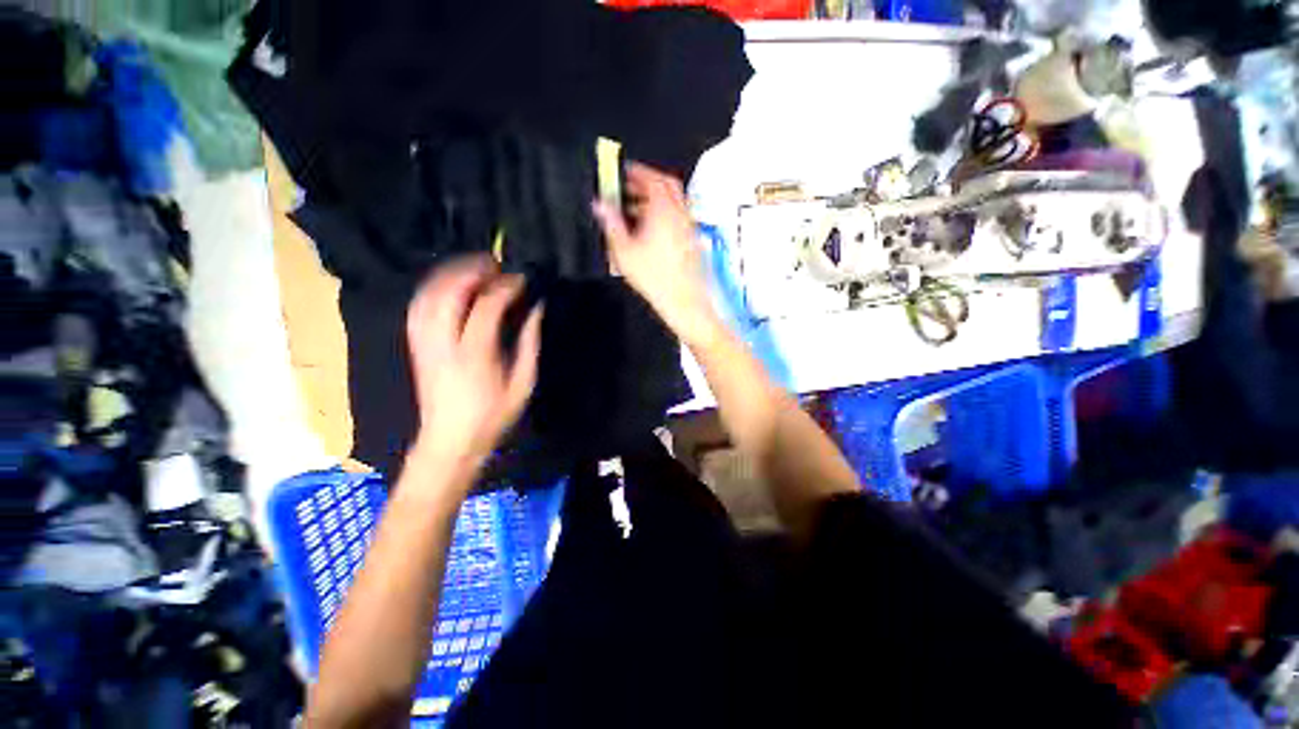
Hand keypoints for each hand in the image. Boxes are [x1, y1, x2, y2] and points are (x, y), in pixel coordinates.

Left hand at [406, 255, 542, 471]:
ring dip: (450, 274)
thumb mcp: (522, 383)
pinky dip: (433, 288)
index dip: (505, 287)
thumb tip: (536, 309)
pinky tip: (449, 284)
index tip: (522, 279)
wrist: (449, 441)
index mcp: (474, 355)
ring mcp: (424, 343)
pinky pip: (418, 307)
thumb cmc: (493, 415)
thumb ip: (529, 343)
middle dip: (472, 270)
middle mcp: (443, 343)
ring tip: (474, 267)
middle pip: (449, 292)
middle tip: (496, 264)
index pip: (486, 307)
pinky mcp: (415, 346)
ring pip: (429, 295)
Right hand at [593, 163, 724, 348]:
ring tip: (634, 210)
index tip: (624, 171)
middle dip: (648, 181)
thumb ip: (611, 223)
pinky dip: (665, 214)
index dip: (637, 171)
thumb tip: (599, 204)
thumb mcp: (624, 251)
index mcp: (663, 210)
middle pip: (667, 185)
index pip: (652, 178)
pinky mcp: (692, 241)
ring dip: (655, 199)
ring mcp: (689, 228)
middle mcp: (680, 214)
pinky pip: (679, 218)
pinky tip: (650, 230)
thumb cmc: (654, 277)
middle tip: (629, 187)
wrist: (683, 301)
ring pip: (674, 202)